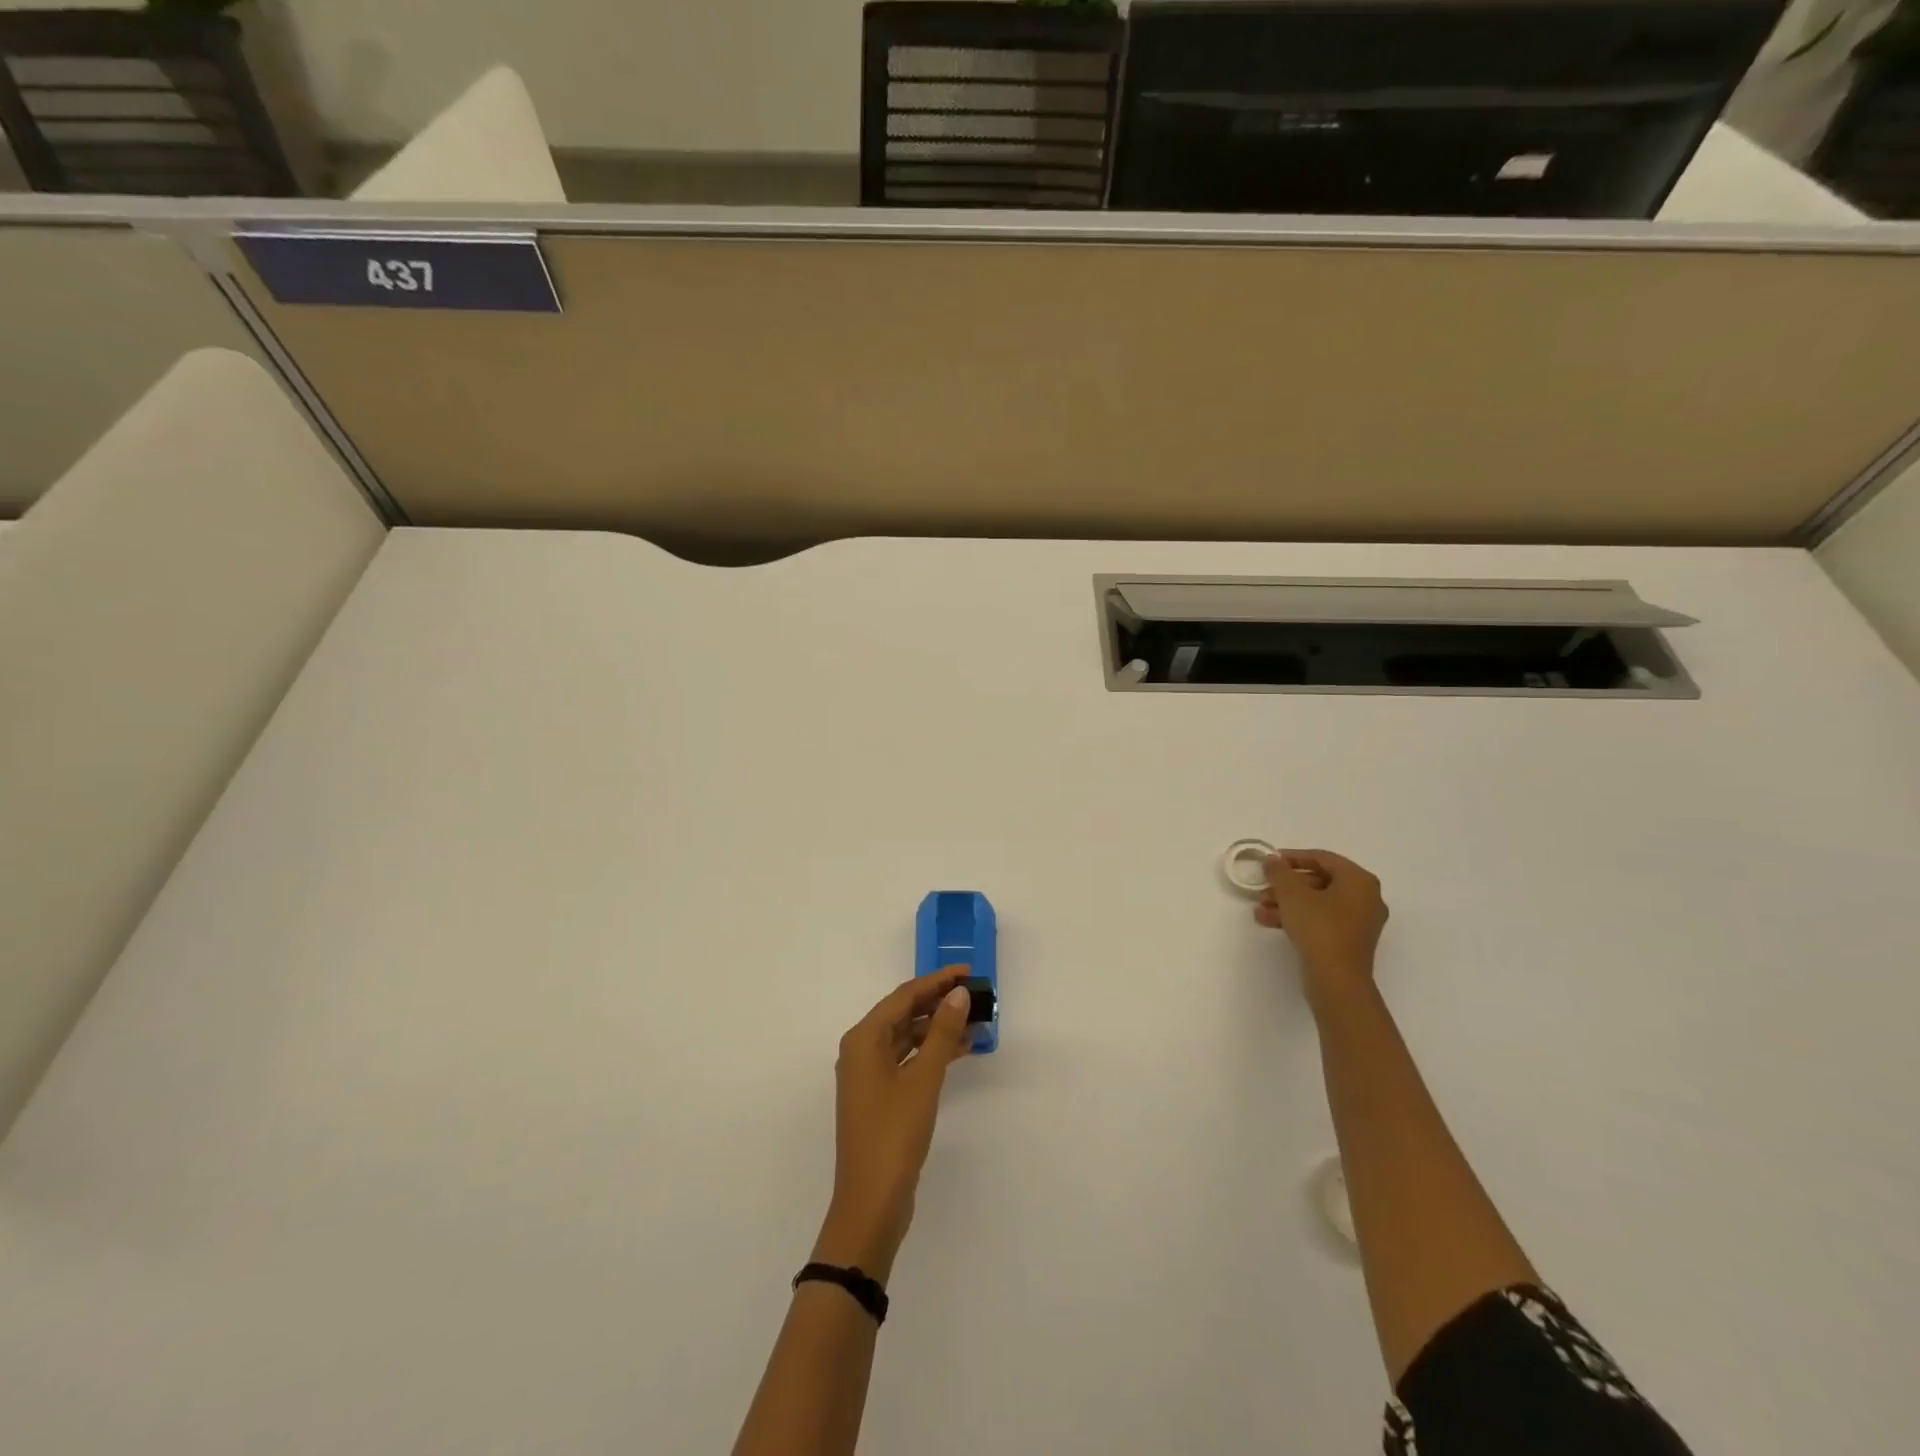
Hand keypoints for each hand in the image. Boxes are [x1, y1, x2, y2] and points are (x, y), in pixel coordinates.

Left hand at [813, 965, 974, 1282]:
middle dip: (939, 1002)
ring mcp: (869, 1075)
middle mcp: (861, 1050)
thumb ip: (942, 1033)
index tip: (968, 971)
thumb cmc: (894, 1134)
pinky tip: (962, 1050)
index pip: (904, 996)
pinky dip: (932, 1052)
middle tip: (975, 993)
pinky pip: (908, 1060)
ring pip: (908, 1037)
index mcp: (863, 1039)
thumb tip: (959, 993)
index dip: (937, 980)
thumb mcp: (923, 1079)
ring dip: (939, 1028)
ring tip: (975, 1021)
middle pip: (904, 1013)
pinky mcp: (880, 1096)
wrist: (871, 1203)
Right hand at [1255, 849, 1389, 1004]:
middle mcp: (1366, 898)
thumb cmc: (1319, 928)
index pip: (1323, 858)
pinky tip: (1270, 922)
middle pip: (1320, 881)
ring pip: (1318, 903)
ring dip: (1287, 903)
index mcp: (1359, 881)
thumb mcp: (1292, 894)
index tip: (1270, 862)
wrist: (1336, 981)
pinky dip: (1298, 917)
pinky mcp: (1349, 941)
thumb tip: (1273, 860)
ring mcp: (1360, 922)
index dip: (1293, 857)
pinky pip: (1321, 920)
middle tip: (1263, 889)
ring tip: (1260, 909)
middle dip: (1287, 885)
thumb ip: (1279, 871)